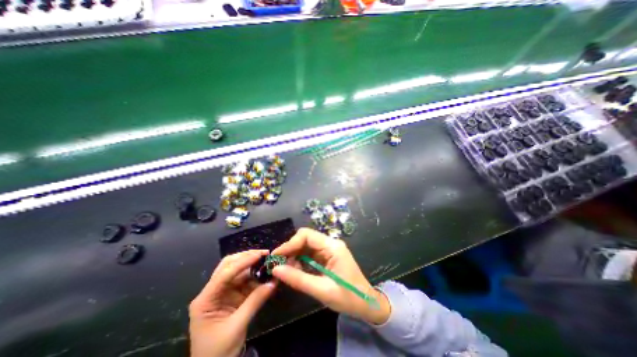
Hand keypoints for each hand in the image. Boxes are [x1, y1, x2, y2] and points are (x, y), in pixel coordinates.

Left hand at [190, 249, 276, 356]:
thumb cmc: (218, 352)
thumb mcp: (237, 326)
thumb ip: (255, 301)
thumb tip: (273, 282)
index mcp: (206, 299)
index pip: (225, 273)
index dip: (243, 262)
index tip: (261, 255)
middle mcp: (212, 291)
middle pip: (228, 266)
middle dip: (246, 257)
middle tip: (264, 254)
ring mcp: (222, 292)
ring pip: (238, 271)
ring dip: (253, 265)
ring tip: (267, 261)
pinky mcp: (231, 295)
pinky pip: (244, 280)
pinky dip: (255, 276)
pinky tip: (265, 274)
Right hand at [272, 228, 391, 324]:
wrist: (366, 303)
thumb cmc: (348, 297)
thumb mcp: (322, 290)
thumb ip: (298, 279)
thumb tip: (276, 269)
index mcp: (333, 247)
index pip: (307, 235)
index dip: (290, 243)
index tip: (276, 256)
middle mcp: (330, 243)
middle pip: (306, 238)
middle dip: (291, 249)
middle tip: (278, 264)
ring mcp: (329, 249)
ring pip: (306, 245)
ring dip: (294, 255)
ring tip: (285, 269)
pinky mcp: (327, 256)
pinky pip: (310, 253)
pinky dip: (300, 260)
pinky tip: (295, 270)